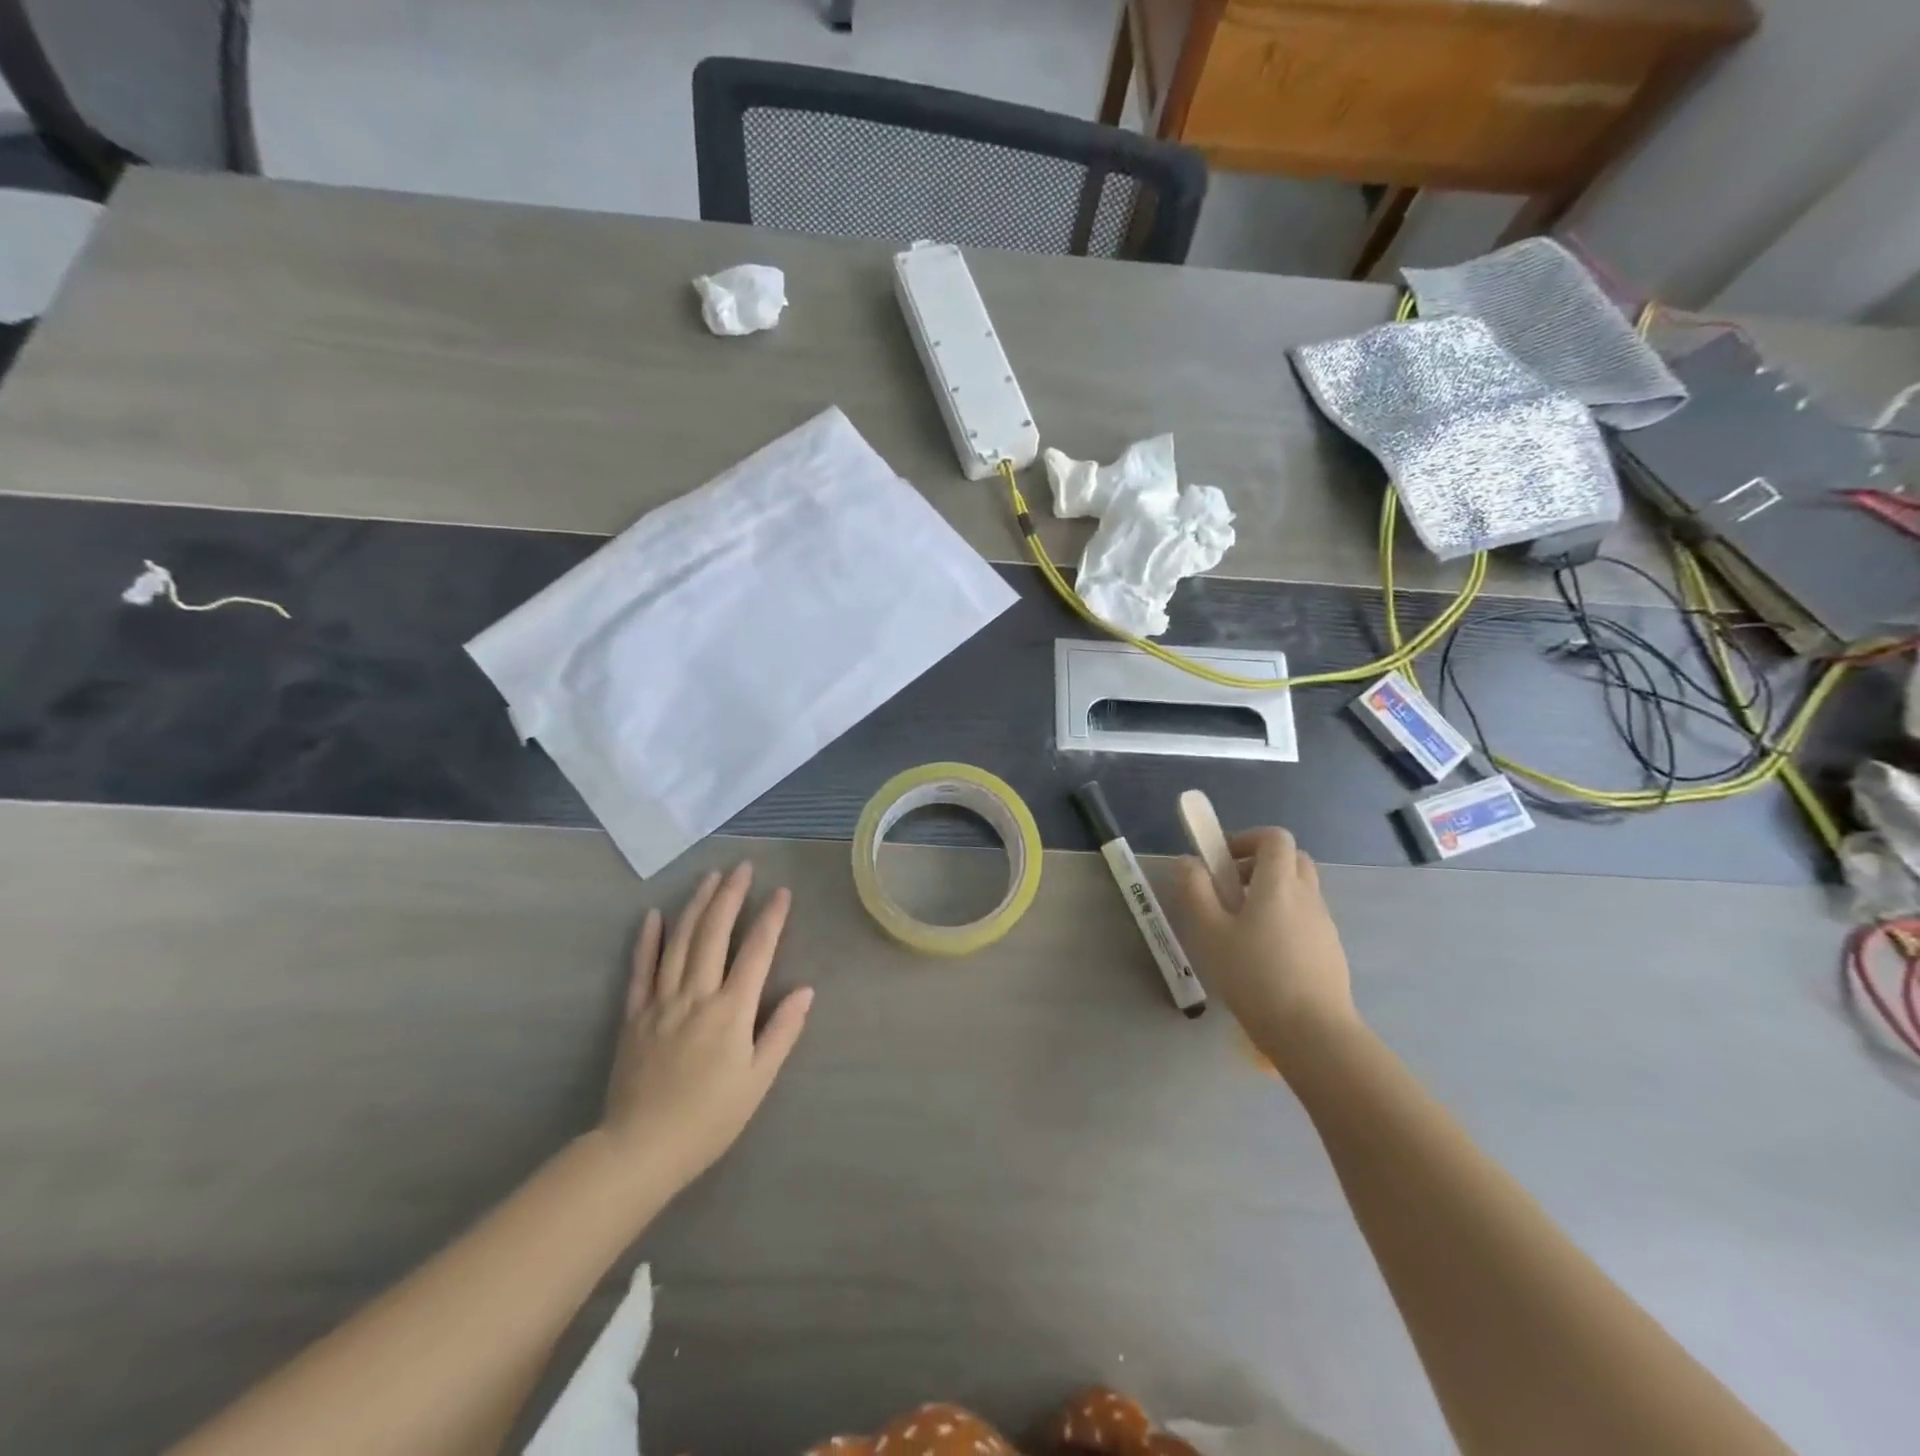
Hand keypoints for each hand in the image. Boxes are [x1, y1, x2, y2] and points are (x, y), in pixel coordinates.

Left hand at [599, 862, 813, 1193]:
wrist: (641, 1148)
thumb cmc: (709, 1118)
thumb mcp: (757, 1080)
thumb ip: (782, 1031)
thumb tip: (806, 990)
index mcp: (731, 1011)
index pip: (756, 952)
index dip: (771, 919)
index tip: (781, 892)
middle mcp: (696, 995)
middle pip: (714, 934)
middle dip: (730, 896)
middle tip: (742, 867)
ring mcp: (661, 1001)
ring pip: (679, 942)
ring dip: (696, 905)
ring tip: (710, 878)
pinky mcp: (634, 1014)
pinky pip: (641, 969)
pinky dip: (648, 939)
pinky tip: (655, 914)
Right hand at [1170, 827, 1358, 1064]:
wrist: (1313, 1032)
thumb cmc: (1254, 976)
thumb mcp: (1210, 931)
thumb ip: (1196, 890)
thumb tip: (1189, 862)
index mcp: (1278, 884)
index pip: (1275, 837)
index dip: (1248, 838)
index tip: (1222, 859)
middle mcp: (1307, 895)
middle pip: (1291, 859)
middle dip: (1260, 863)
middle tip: (1231, 888)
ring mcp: (1324, 923)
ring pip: (1300, 889)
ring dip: (1272, 893)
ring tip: (1242, 927)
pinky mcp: (1331, 950)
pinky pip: (1307, 918)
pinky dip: (1285, 919)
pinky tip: (1265, 955)